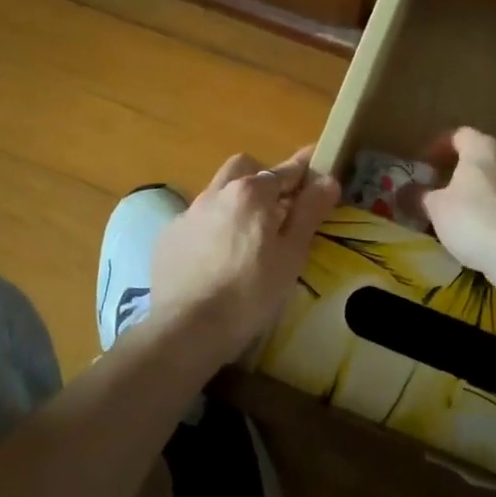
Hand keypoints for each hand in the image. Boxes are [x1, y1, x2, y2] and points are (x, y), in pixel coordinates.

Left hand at [145, 147, 339, 361]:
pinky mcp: (168, 237)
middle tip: (279, 205)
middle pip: (244, 169)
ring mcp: (187, 214)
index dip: (305, 169)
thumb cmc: (250, 292)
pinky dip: (212, 227)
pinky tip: (216, 257)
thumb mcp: (291, 254)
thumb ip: (309, 212)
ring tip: (247, 235)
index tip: (318, 168)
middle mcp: (216, 193)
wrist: (186, 328)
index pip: (285, 171)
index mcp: (251, 193)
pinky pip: (196, 220)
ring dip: (235, 202)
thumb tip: (327, 179)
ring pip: (217, 192)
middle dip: (263, 178)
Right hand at [416, 127, 495, 275]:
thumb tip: (403, 192)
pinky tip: (483, 236)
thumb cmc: (473, 217)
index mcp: (484, 149)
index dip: (438, 148)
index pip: (459, 135)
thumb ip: (419, 196)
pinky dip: (495, 215)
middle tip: (439, 192)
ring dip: (479, 195)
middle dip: (459, 173)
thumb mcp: (435, 207)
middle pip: (482, 159)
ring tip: (459, 218)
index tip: (423, 165)